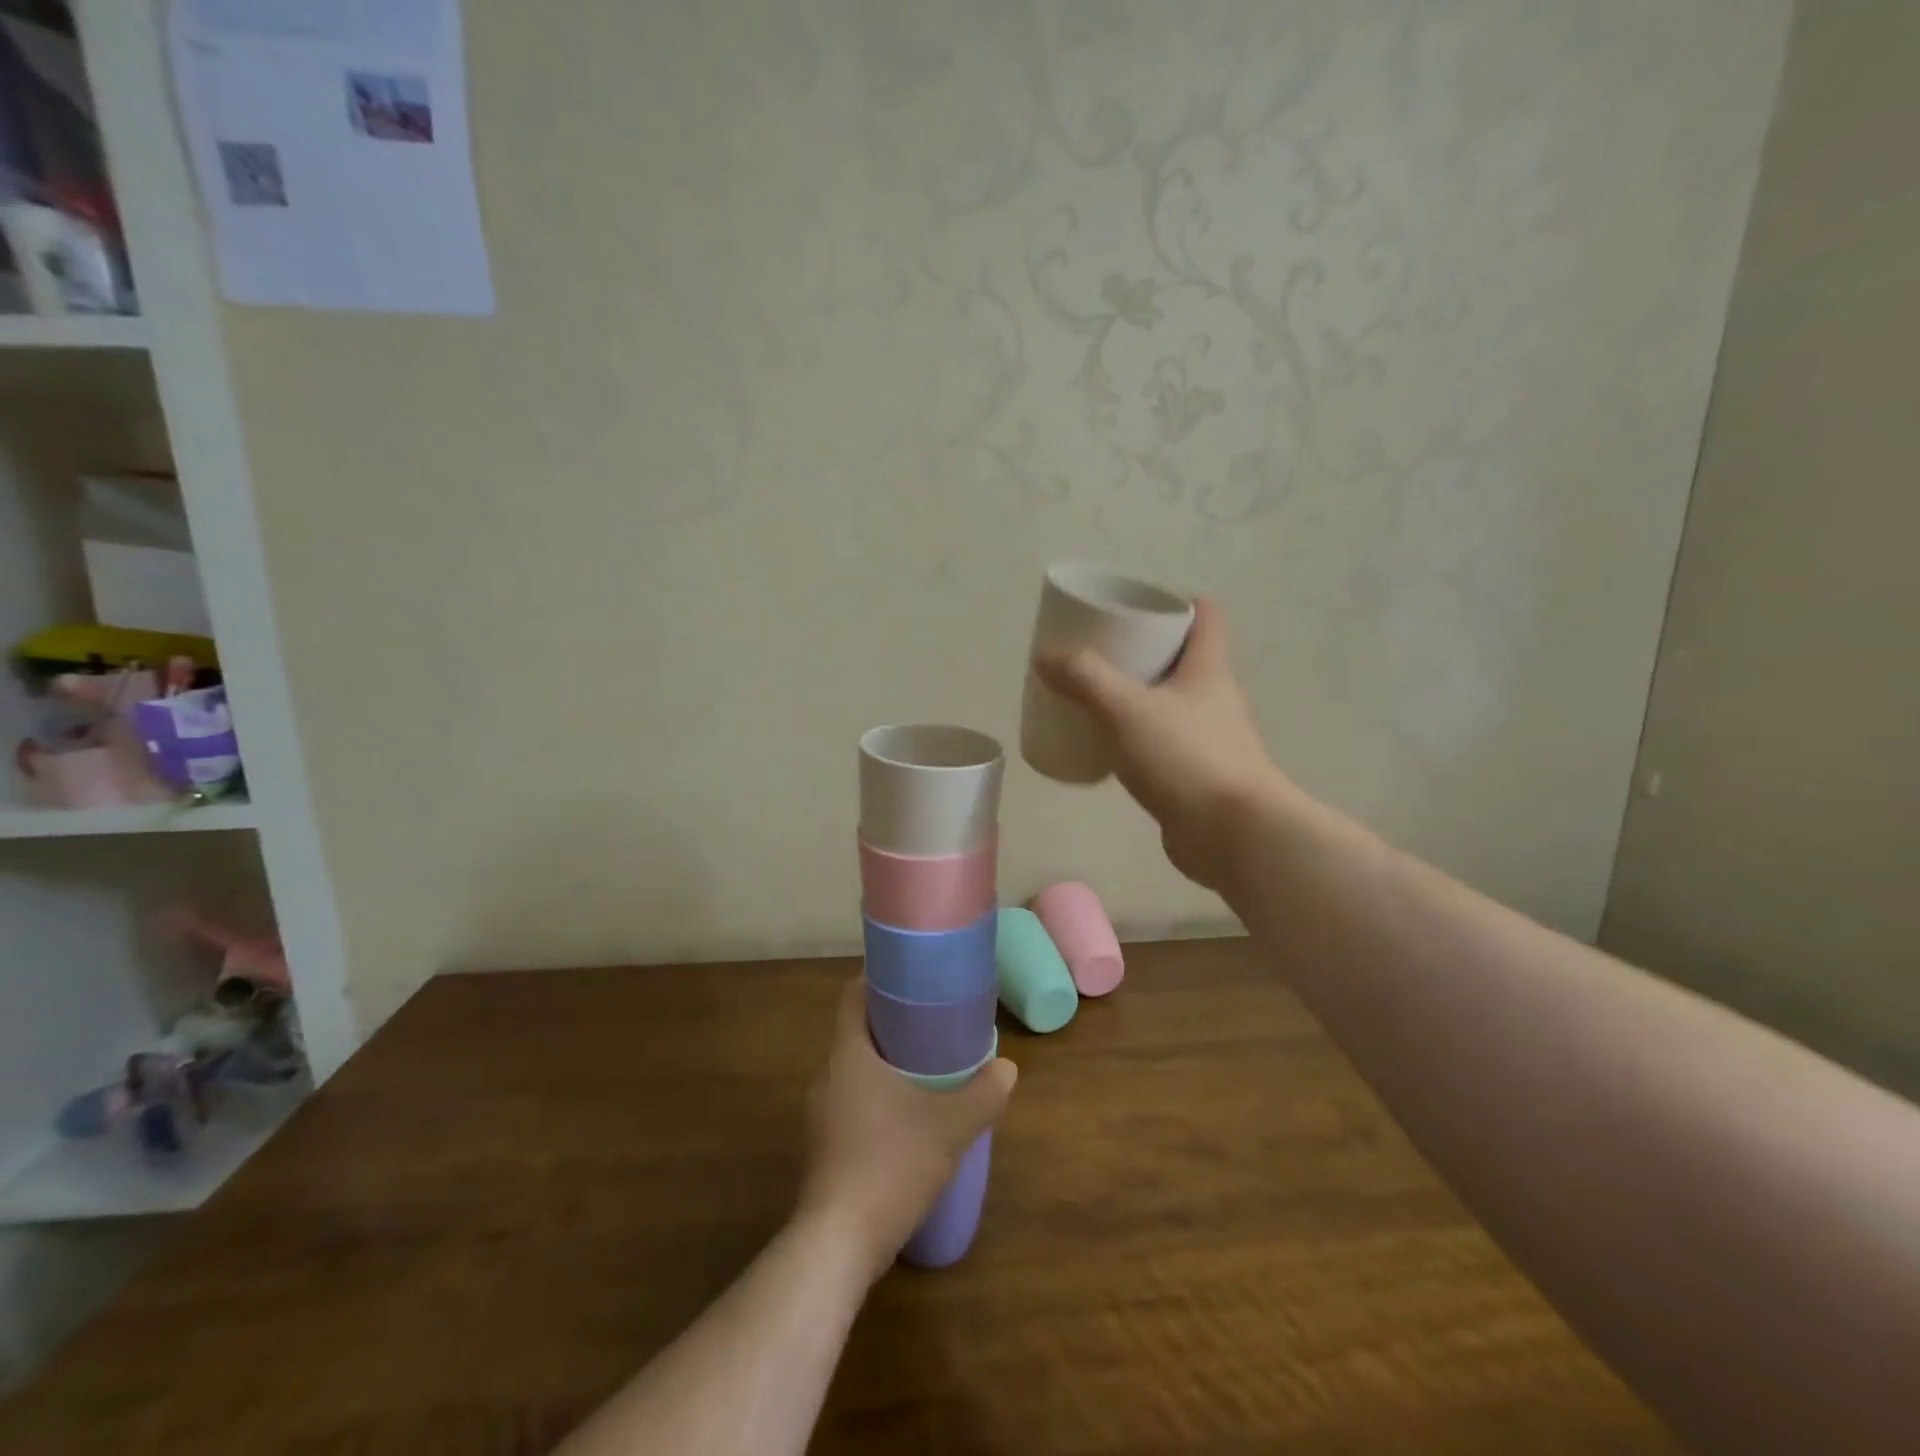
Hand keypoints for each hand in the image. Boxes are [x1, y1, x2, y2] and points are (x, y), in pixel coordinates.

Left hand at [797, 978, 1015, 1279]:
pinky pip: (851, 1103)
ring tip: (925, 1071)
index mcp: (848, 1054)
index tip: (910, 979)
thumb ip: (983, 1094)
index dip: (877, 979)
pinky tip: (907, 1121)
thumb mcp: (949, 1126)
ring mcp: (820, 1114)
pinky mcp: (822, 1147)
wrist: (838, 1244)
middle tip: (931, 1024)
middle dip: (892, 1025)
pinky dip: (876, 1098)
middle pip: (856, 1032)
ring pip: (854, 1071)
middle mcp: (826, 1076)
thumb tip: (1007, 1068)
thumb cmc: (891, 1164)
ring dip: (885, 1065)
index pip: (852, 996)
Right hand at [1035, 597, 1288, 895]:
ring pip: (1171, 704)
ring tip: (1096, 698)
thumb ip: (1084, 678)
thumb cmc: (1186, 757)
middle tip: (1100, 652)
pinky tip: (1109, 748)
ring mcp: (1210, 739)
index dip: (1176, 602)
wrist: (1232, 835)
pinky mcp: (1198, 776)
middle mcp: (1215, 698)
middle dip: (1144, 651)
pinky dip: (1138, 738)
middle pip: (1183, 659)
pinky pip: (1164, 744)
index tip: (1137, 605)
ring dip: (1139, 697)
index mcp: (1208, 669)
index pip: (1205, 617)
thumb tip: (1046, 656)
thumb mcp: (1125, 708)